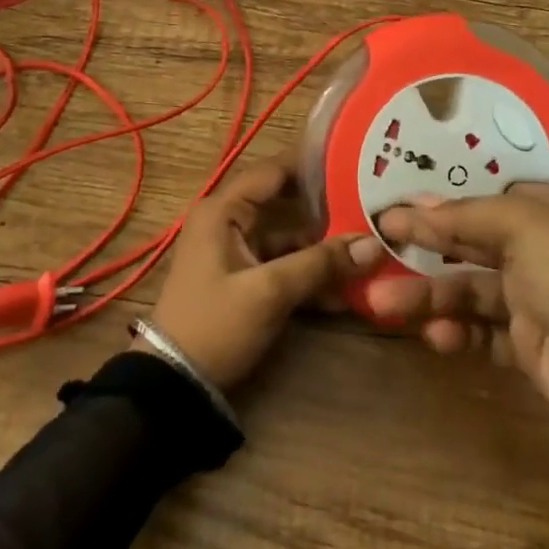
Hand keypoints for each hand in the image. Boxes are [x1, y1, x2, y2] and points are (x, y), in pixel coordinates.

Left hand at [147, 156, 384, 390]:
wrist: (174, 387)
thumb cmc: (214, 324)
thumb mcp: (269, 292)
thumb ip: (320, 264)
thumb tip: (374, 243)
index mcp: (222, 210)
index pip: (272, 170)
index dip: (311, 164)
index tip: (353, 161)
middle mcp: (228, 221)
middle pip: (285, 203)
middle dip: (326, 207)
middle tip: (370, 203)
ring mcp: (237, 251)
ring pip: (288, 238)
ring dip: (323, 247)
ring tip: (369, 247)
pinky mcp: (245, 279)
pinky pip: (284, 265)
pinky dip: (310, 272)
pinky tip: (347, 286)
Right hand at [373, 185, 548, 548]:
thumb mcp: (529, 229)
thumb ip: (468, 215)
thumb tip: (415, 202)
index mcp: (546, 212)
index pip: (482, 197)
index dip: (438, 200)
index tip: (391, 205)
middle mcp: (537, 250)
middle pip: (468, 241)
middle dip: (423, 246)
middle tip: (373, 247)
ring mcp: (532, 300)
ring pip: (467, 289)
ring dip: (428, 296)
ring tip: (384, 307)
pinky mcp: (527, 347)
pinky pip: (480, 332)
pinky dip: (456, 332)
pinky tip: (437, 337)